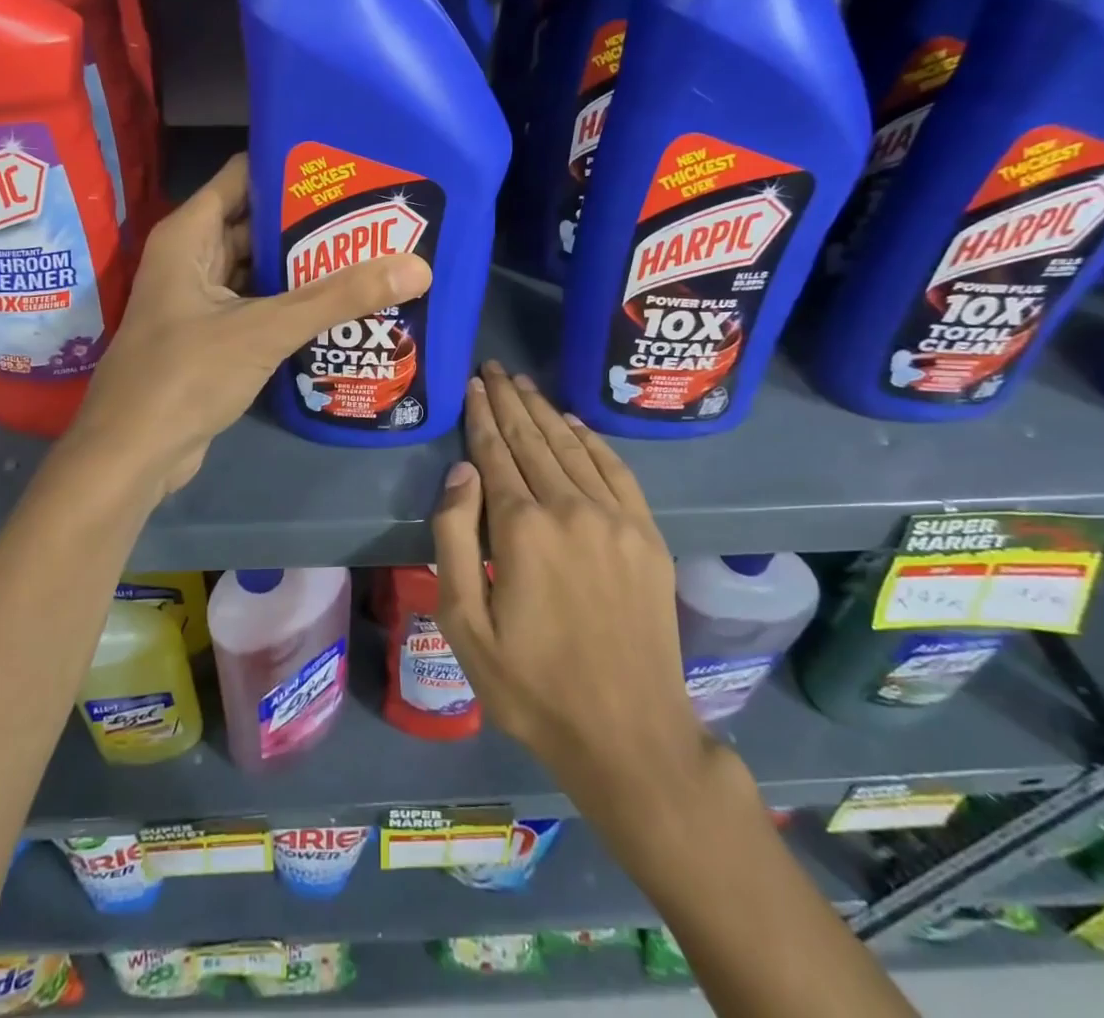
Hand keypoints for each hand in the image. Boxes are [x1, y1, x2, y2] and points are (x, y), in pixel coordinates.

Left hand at [73, 154, 431, 493]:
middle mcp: (192, 258)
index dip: (292, 168)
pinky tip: (340, 307)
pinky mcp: (212, 337)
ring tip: (370, 256)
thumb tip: (417, 267)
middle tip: (375, 217)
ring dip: (305, 267)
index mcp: (190, 235)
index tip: (349, 169)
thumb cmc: (185, 376)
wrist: (133, 455)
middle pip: (257, 223)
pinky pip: (258, 306)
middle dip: (311, 221)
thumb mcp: (264, 329)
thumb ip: (337, 298)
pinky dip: (292, 304)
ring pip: (260, 269)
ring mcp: (200, 300)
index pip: (244, 176)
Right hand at [430, 362, 714, 812]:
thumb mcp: (465, 625)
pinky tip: (575, 424)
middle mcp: (571, 508)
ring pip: (572, 447)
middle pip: (533, 439)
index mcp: (523, 529)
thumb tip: (462, 472)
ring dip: (546, 412)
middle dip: (509, 401)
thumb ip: (455, 540)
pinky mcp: (648, 536)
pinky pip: (616, 470)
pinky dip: (592, 441)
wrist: (629, 734)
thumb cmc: (531, 686)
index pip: (495, 453)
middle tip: (494, 369)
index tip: (473, 384)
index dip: (482, 416)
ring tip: (524, 385)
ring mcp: (616, 519)